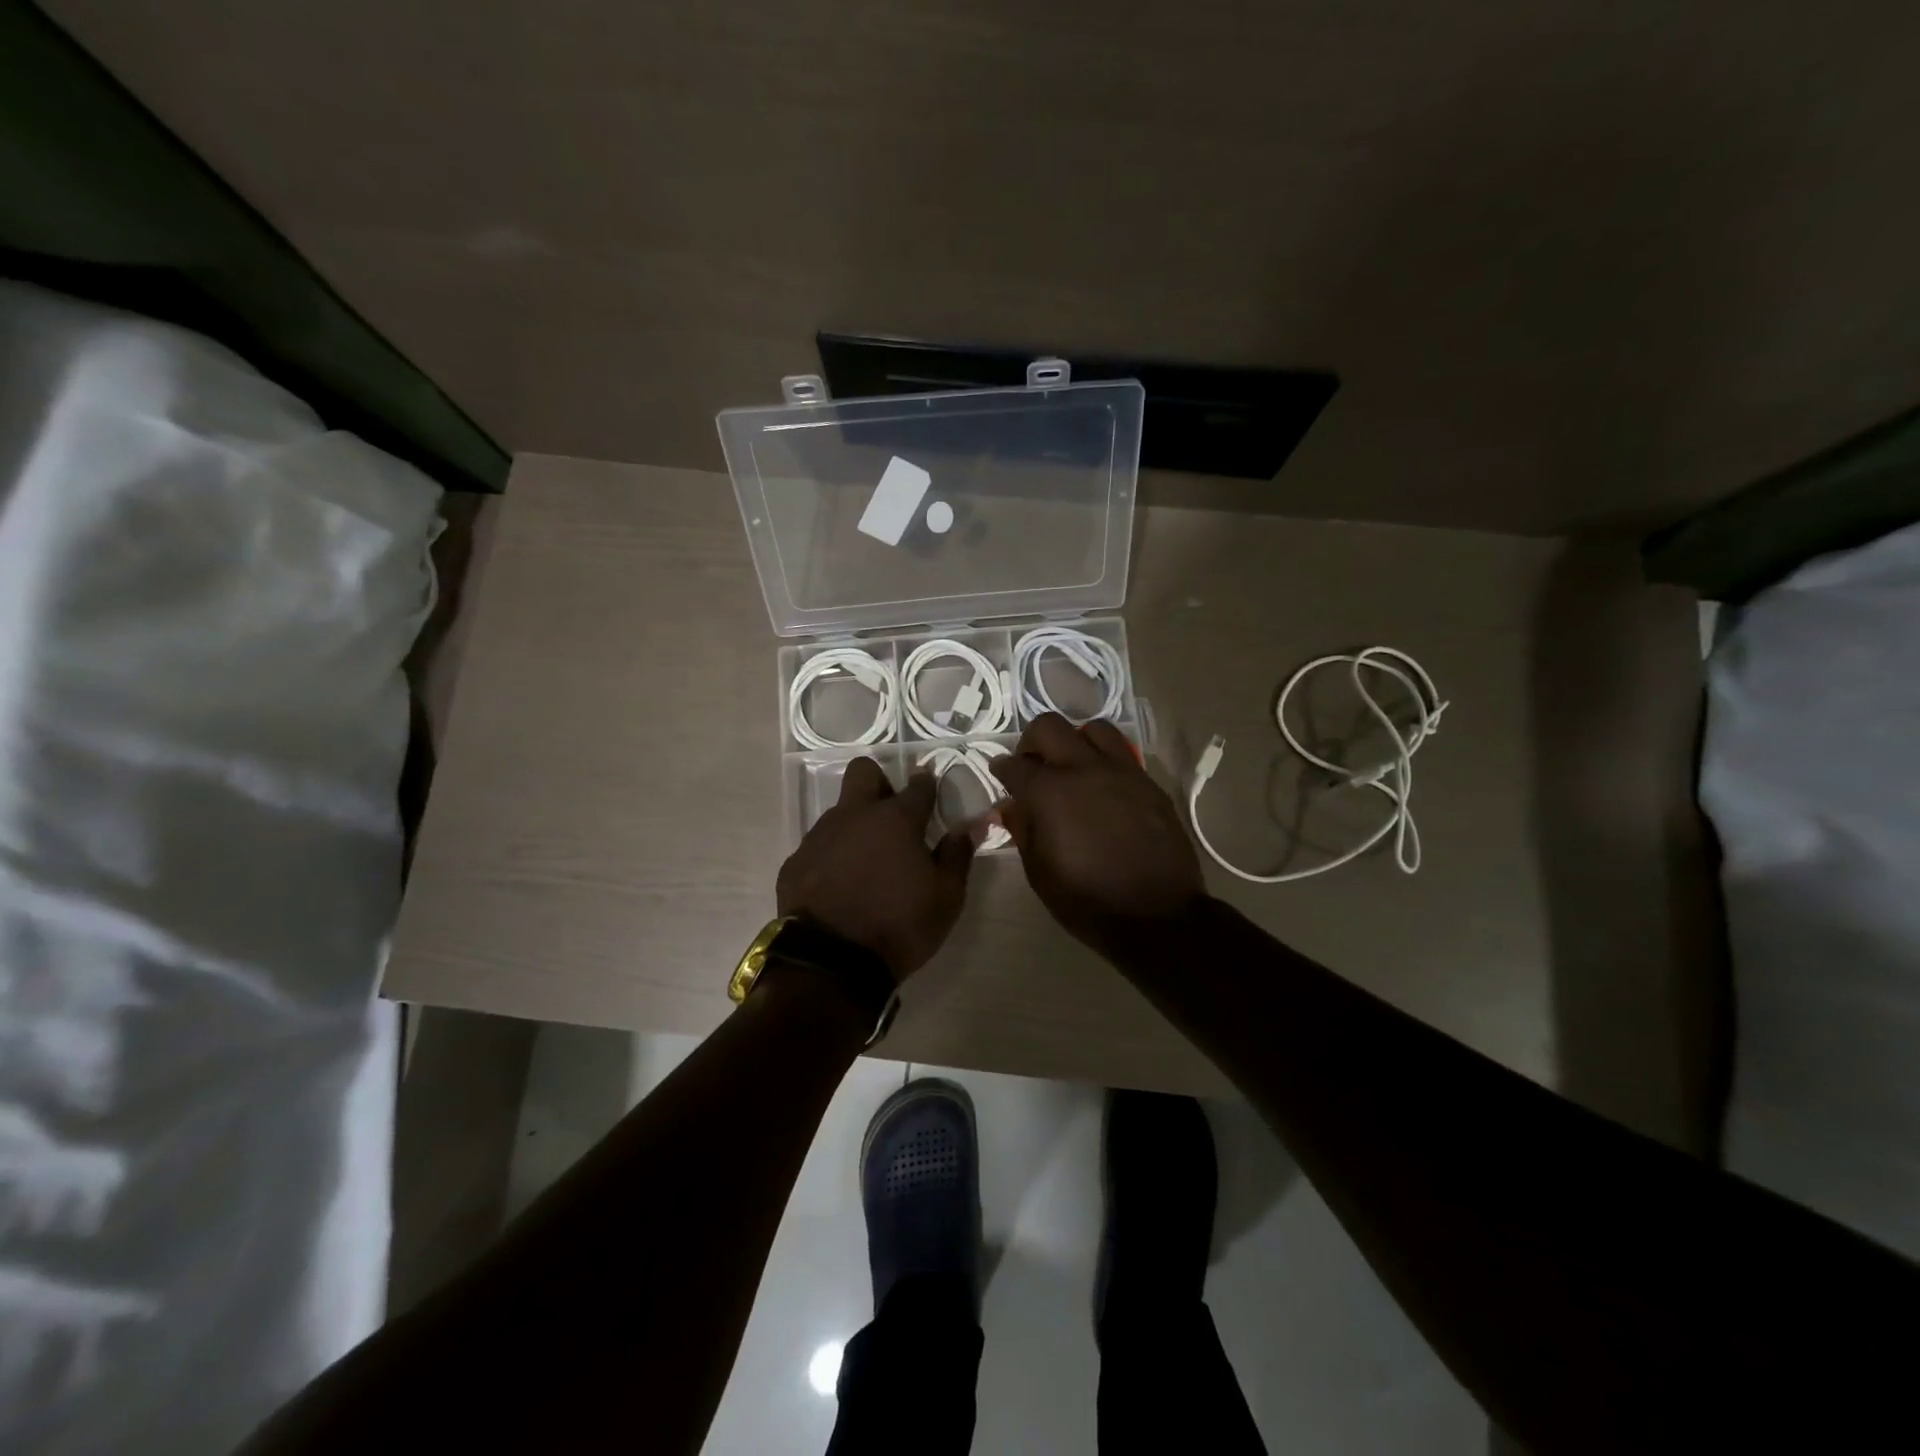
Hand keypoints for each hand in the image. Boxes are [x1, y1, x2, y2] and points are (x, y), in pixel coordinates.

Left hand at [776, 758, 975, 978]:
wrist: (831, 963)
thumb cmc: (900, 926)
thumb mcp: (946, 897)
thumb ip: (958, 854)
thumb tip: (973, 824)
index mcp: (897, 819)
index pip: (919, 785)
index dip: (928, 784)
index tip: (932, 789)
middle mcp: (855, 815)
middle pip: (863, 771)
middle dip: (880, 783)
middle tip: (892, 816)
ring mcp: (820, 836)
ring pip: (839, 810)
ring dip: (855, 824)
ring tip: (867, 862)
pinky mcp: (795, 861)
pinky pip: (818, 844)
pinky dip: (833, 855)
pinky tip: (839, 885)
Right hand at [993, 714, 1206, 957]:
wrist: (1157, 916)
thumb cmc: (1088, 901)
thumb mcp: (1040, 873)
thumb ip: (1023, 830)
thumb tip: (1011, 807)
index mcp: (1050, 792)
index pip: (1015, 764)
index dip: (1001, 769)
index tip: (1000, 776)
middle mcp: (1084, 769)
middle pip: (1049, 726)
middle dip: (1032, 742)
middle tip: (1032, 766)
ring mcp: (1121, 772)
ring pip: (1093, 728)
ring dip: (1075, 741)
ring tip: (1073, 767)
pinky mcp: (1148, 783)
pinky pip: (1122, 754)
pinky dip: (1104, 760)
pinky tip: (1103, 787)